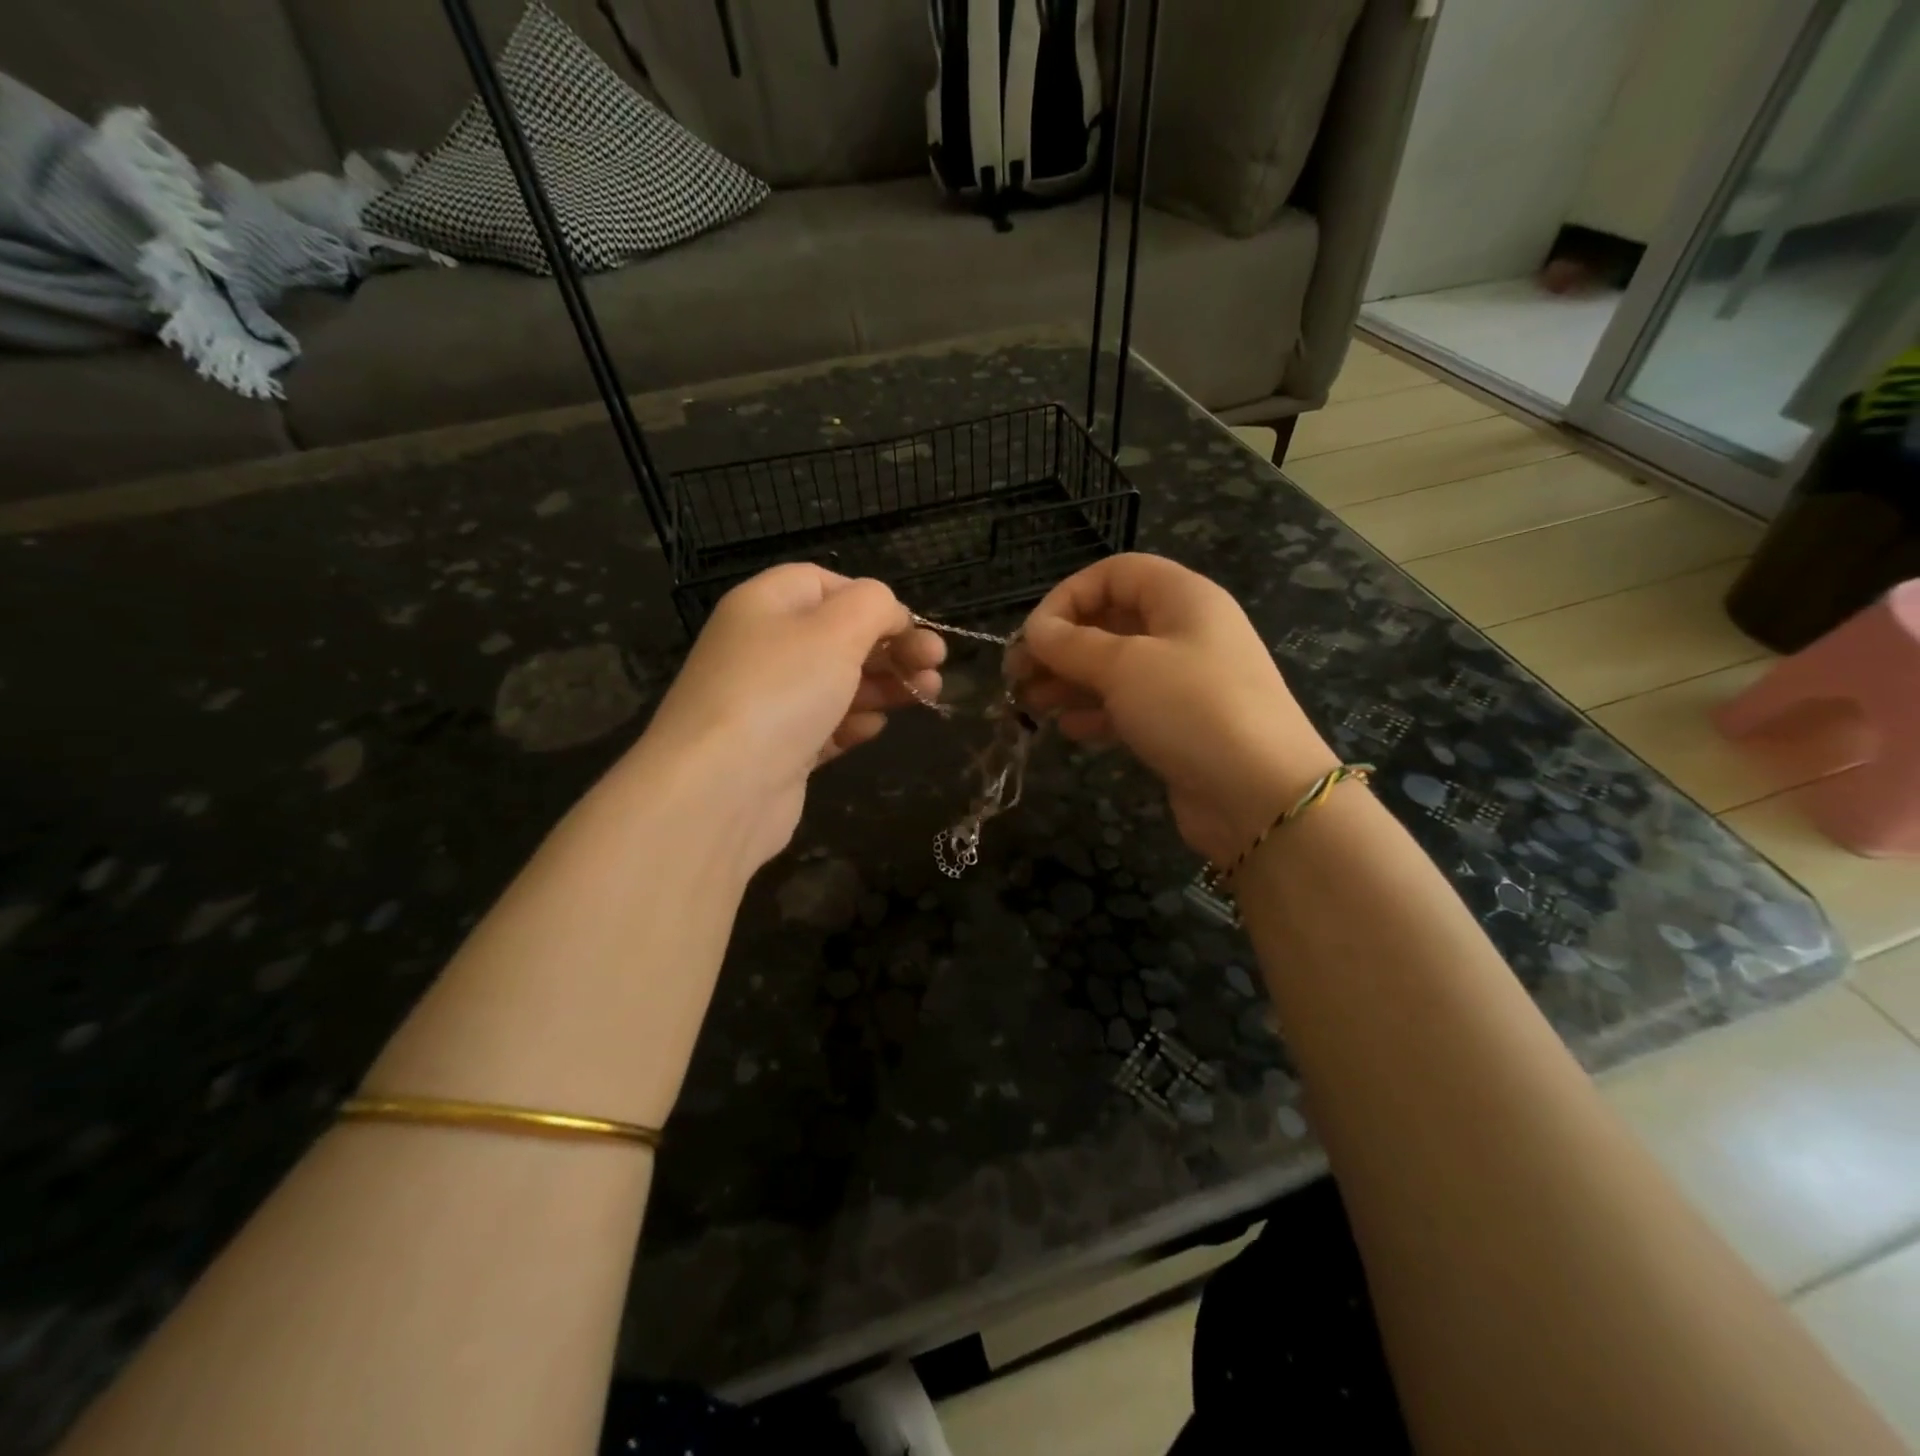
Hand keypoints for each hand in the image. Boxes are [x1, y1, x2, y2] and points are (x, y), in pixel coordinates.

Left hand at [636, 564, 944, 870]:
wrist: (720, 789)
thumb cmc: (781, 691)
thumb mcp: (836, 629)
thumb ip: (873, 605)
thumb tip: (889, 612)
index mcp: (766, 605)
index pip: (823, 584)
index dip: (871, 600)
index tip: (910, 626)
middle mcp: (763, 649)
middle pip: (838, 636)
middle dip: (892, 646)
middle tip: (936, 663)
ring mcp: (769, 703)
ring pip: (837, 683)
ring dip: (885, 684)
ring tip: (928, 694)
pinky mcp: (779, 750)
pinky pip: (824, 726)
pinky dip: (854, 723)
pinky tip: (876, 729)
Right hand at [1017, 554, 1335, 863]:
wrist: (1261, 794)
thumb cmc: (1192, 709)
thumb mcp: (1125, 667)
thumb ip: (1072, 645)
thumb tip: (1035, 631)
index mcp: (1182, 598)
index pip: (1114, 573)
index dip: (1067, 596)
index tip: (1033, 635)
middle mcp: (1185, 631)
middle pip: (1110, 622)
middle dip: (1060, 646)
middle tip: (1017, 676)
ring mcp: (1185, 680)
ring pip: (1115, 668)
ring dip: (1070, 682)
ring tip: (1030, 706)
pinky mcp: (1181, 724)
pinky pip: (1129, 706)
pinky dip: (1097, 713)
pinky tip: (1071, 731)